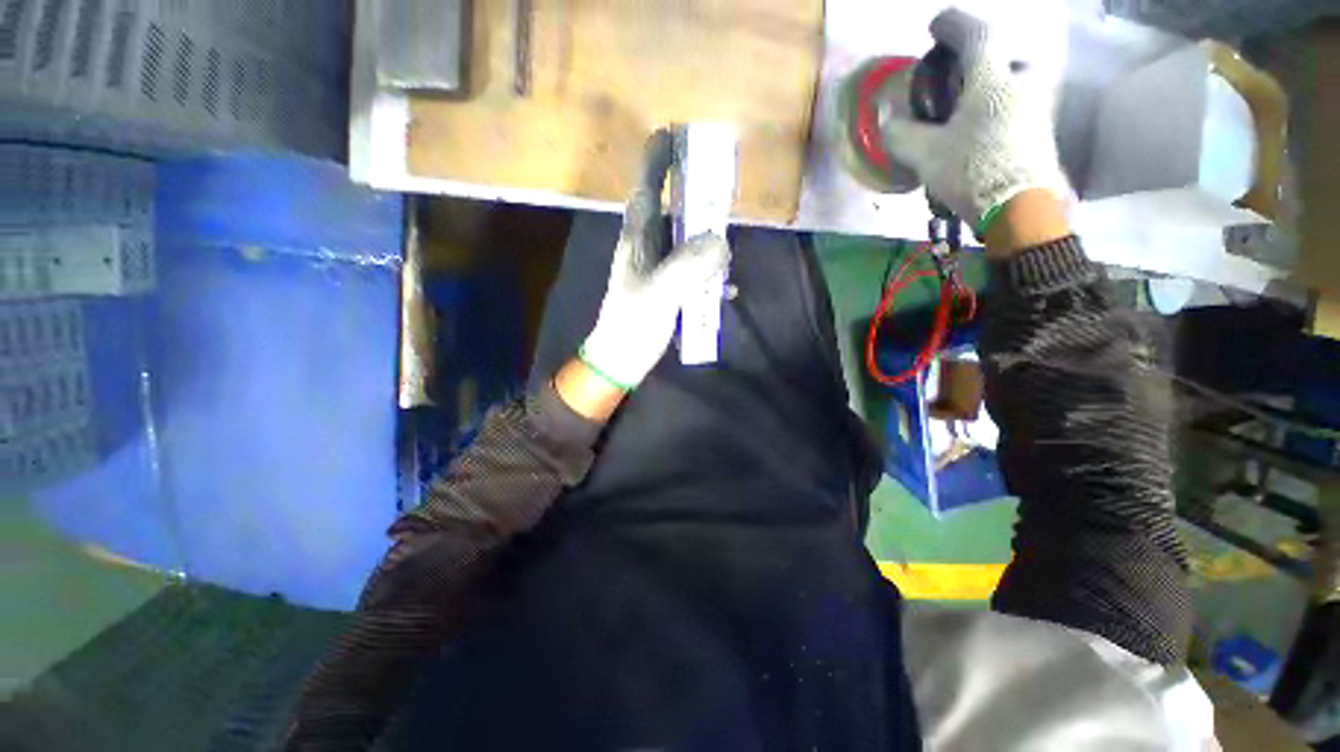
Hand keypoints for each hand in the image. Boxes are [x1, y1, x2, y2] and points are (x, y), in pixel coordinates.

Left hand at [579, 130, 731, 390]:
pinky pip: (691, 271)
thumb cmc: (633, 325)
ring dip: (705, 239)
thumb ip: (689, 266)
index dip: (656, 161)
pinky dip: (708, 274)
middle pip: (670, 211)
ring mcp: (657, 270)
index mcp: (638, 241)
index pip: (646, 190)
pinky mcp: (666, 289)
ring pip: (684, 242)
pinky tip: (725, 289)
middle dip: (692, 196)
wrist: (621, 360)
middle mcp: (647, 249)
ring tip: (728, 242)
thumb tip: (721, 241)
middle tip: (719, 186)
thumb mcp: (660, 294)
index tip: (671, 133)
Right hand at [885, 9, 1069, 231]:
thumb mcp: (926, 154)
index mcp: (992, 77)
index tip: (935, 25)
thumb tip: (887, 119)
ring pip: (1011, 79)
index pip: (974, 34)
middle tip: (955, 76)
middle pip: (1000, 55)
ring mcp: (1037, 103)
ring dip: (989, 83)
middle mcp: (1021, 80)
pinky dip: (998, 104)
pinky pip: (1017, 101)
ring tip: (965, 105)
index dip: (952, 24)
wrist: (1019, 207)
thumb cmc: (972, 171)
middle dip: (977, 59)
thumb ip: (902, 133)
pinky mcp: (1041, 127)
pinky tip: (982, 125)